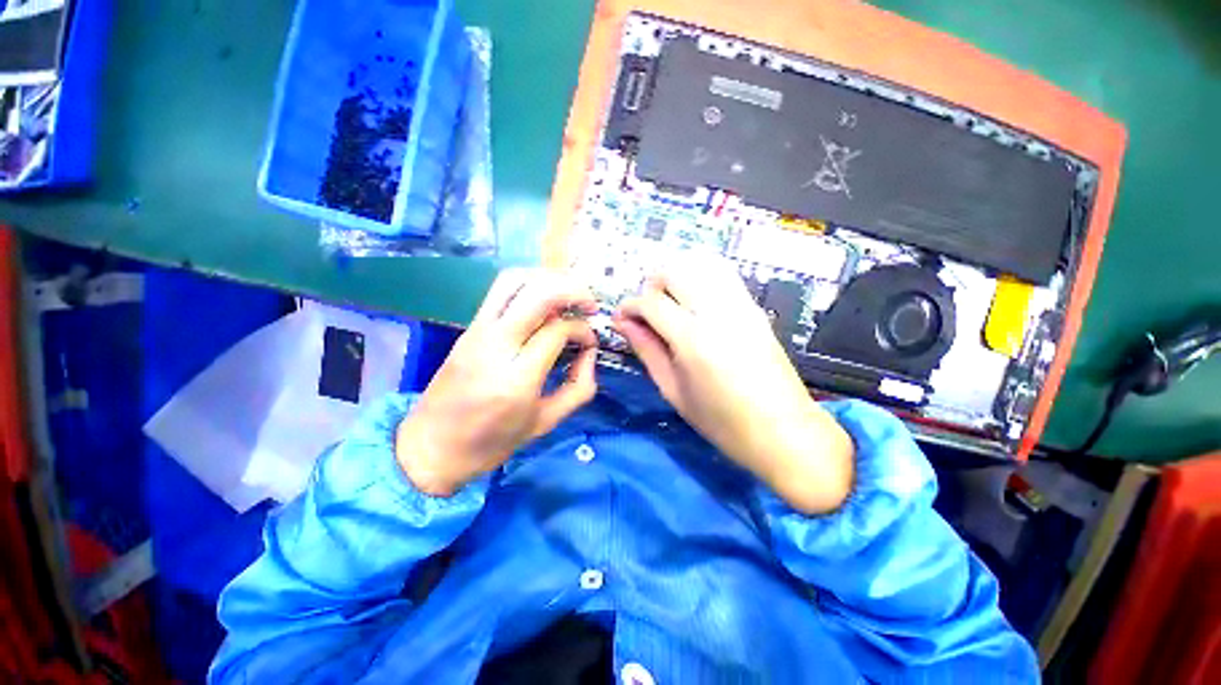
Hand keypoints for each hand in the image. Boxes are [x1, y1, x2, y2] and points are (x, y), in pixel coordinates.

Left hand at [396, 270, 599, 496]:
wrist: (430, 447)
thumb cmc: (492, 442)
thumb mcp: (545, 422)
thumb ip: (579, 388)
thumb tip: (590, 353)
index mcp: (516, 378)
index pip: (557, 330)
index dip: (583, 330)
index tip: (590, 344)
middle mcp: (495, 345)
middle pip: (538, 293)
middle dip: (573, 290)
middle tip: (590, 305)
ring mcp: (477, 331)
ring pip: (514, 280)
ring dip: (548, 279)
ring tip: (568, 295)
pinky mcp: (469, 327)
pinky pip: (501, 290)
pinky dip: (529, 285)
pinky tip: (544, 300)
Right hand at [614, 258, 854, 514]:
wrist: (783, 431)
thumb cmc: (721, 421)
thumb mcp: (673, 390)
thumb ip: (646, 350)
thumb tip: (623, 323)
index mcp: (693, 339)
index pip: (651, 302)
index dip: (629, 306)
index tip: (621, 318)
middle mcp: (717, 312)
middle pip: (674, 271)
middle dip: (651, 285)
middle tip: (647, 312)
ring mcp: (741, 305)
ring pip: (700, 265)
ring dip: (676, 278)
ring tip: (670, 304)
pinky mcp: (755, 307)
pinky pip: (722, 275)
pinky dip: (700, 278)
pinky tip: (694, 303)